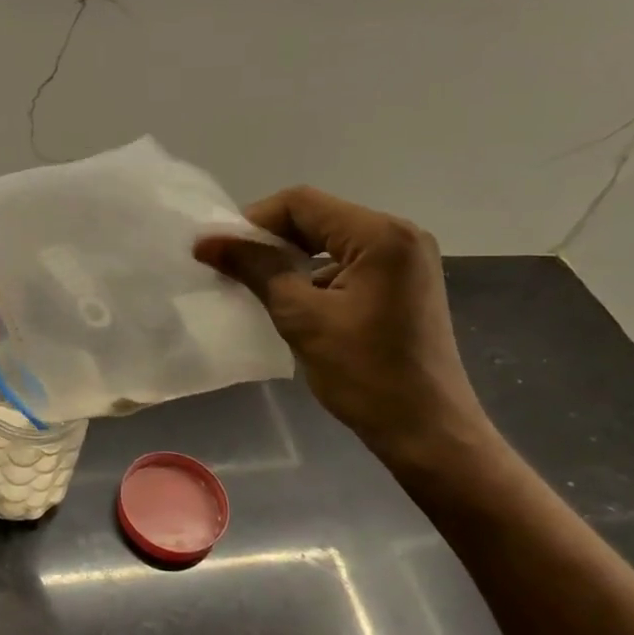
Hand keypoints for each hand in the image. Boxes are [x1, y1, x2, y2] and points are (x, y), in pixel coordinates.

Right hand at [193, 187, 495, 472]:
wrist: (426, 430)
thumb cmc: (365, 374)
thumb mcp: (302, 317)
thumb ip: (256, 269)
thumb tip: (207, 241)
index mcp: (381, 235)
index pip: (302, 204)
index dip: (253, 222)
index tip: (219, 251)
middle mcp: (400, 235)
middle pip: (318, 218)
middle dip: (271, 241)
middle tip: (231, 268)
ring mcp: (406, 260)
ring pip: (331, 242)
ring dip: (291, 260)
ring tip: (256, 287)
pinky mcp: (403, 284)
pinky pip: (349, 264)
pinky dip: (315, 276)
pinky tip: (293, 303)